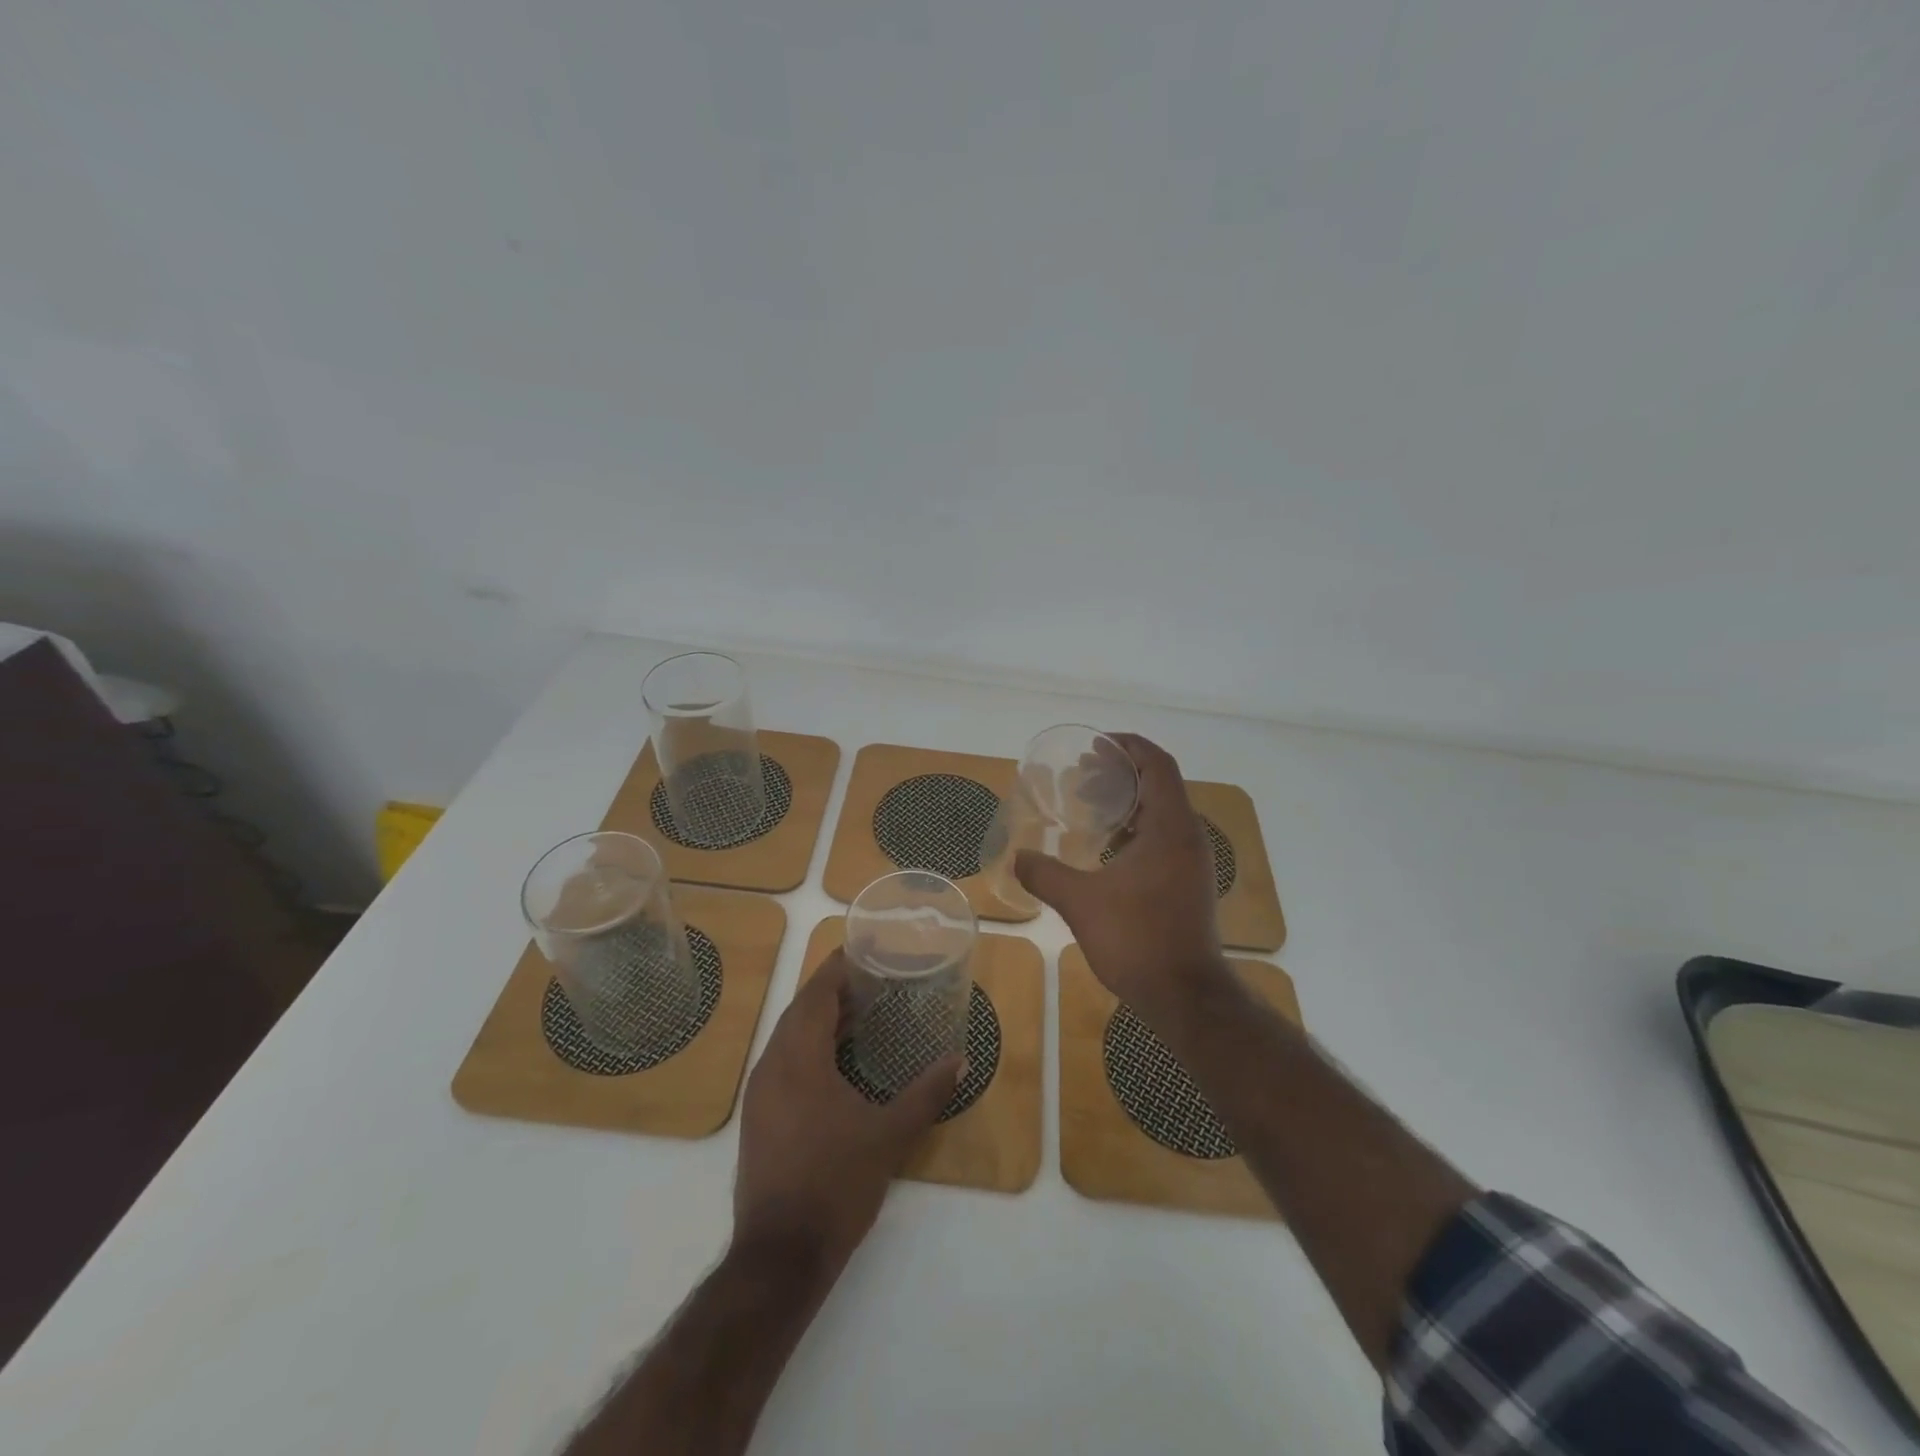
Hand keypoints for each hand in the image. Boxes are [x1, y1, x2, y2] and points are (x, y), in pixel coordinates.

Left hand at [733, 951, 962, 1273]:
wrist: (780, 1257)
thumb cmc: (835, 1185)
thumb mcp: (889, 1136)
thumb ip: (926, 1094)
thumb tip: (959, 1059)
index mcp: (798, 1058)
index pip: (816, 993)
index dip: (839, 967)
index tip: (867, 949)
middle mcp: (772, 1065)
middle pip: (801, 1009)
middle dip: (834, 989)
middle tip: (874, 979)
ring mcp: (760, 1093)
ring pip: (789, 1035)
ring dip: (821, 1018)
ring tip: (861, 1012)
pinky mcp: (759, 1116)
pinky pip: (784, 1060)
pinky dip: (810, 1046)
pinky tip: (838, 1060)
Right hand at [1014, 732, 1225, 1022]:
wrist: (1185, 996)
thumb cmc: (1136, 939)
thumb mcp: (1080, 902)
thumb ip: (1044, 873)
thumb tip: (1016, 857)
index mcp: (1170, 827)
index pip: (1157, 764)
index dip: (1128, 746)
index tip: (1095, 746)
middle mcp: (1188, 837)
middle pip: (1160, 784)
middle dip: (1122, 772)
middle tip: (1083, 775)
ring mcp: (1193, 862)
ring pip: (1163, 813)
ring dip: (1129, 801)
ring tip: (1091, 806)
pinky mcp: (1190, 884)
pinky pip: (1165, 837)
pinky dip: (1137, 829)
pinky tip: (1108, 848)